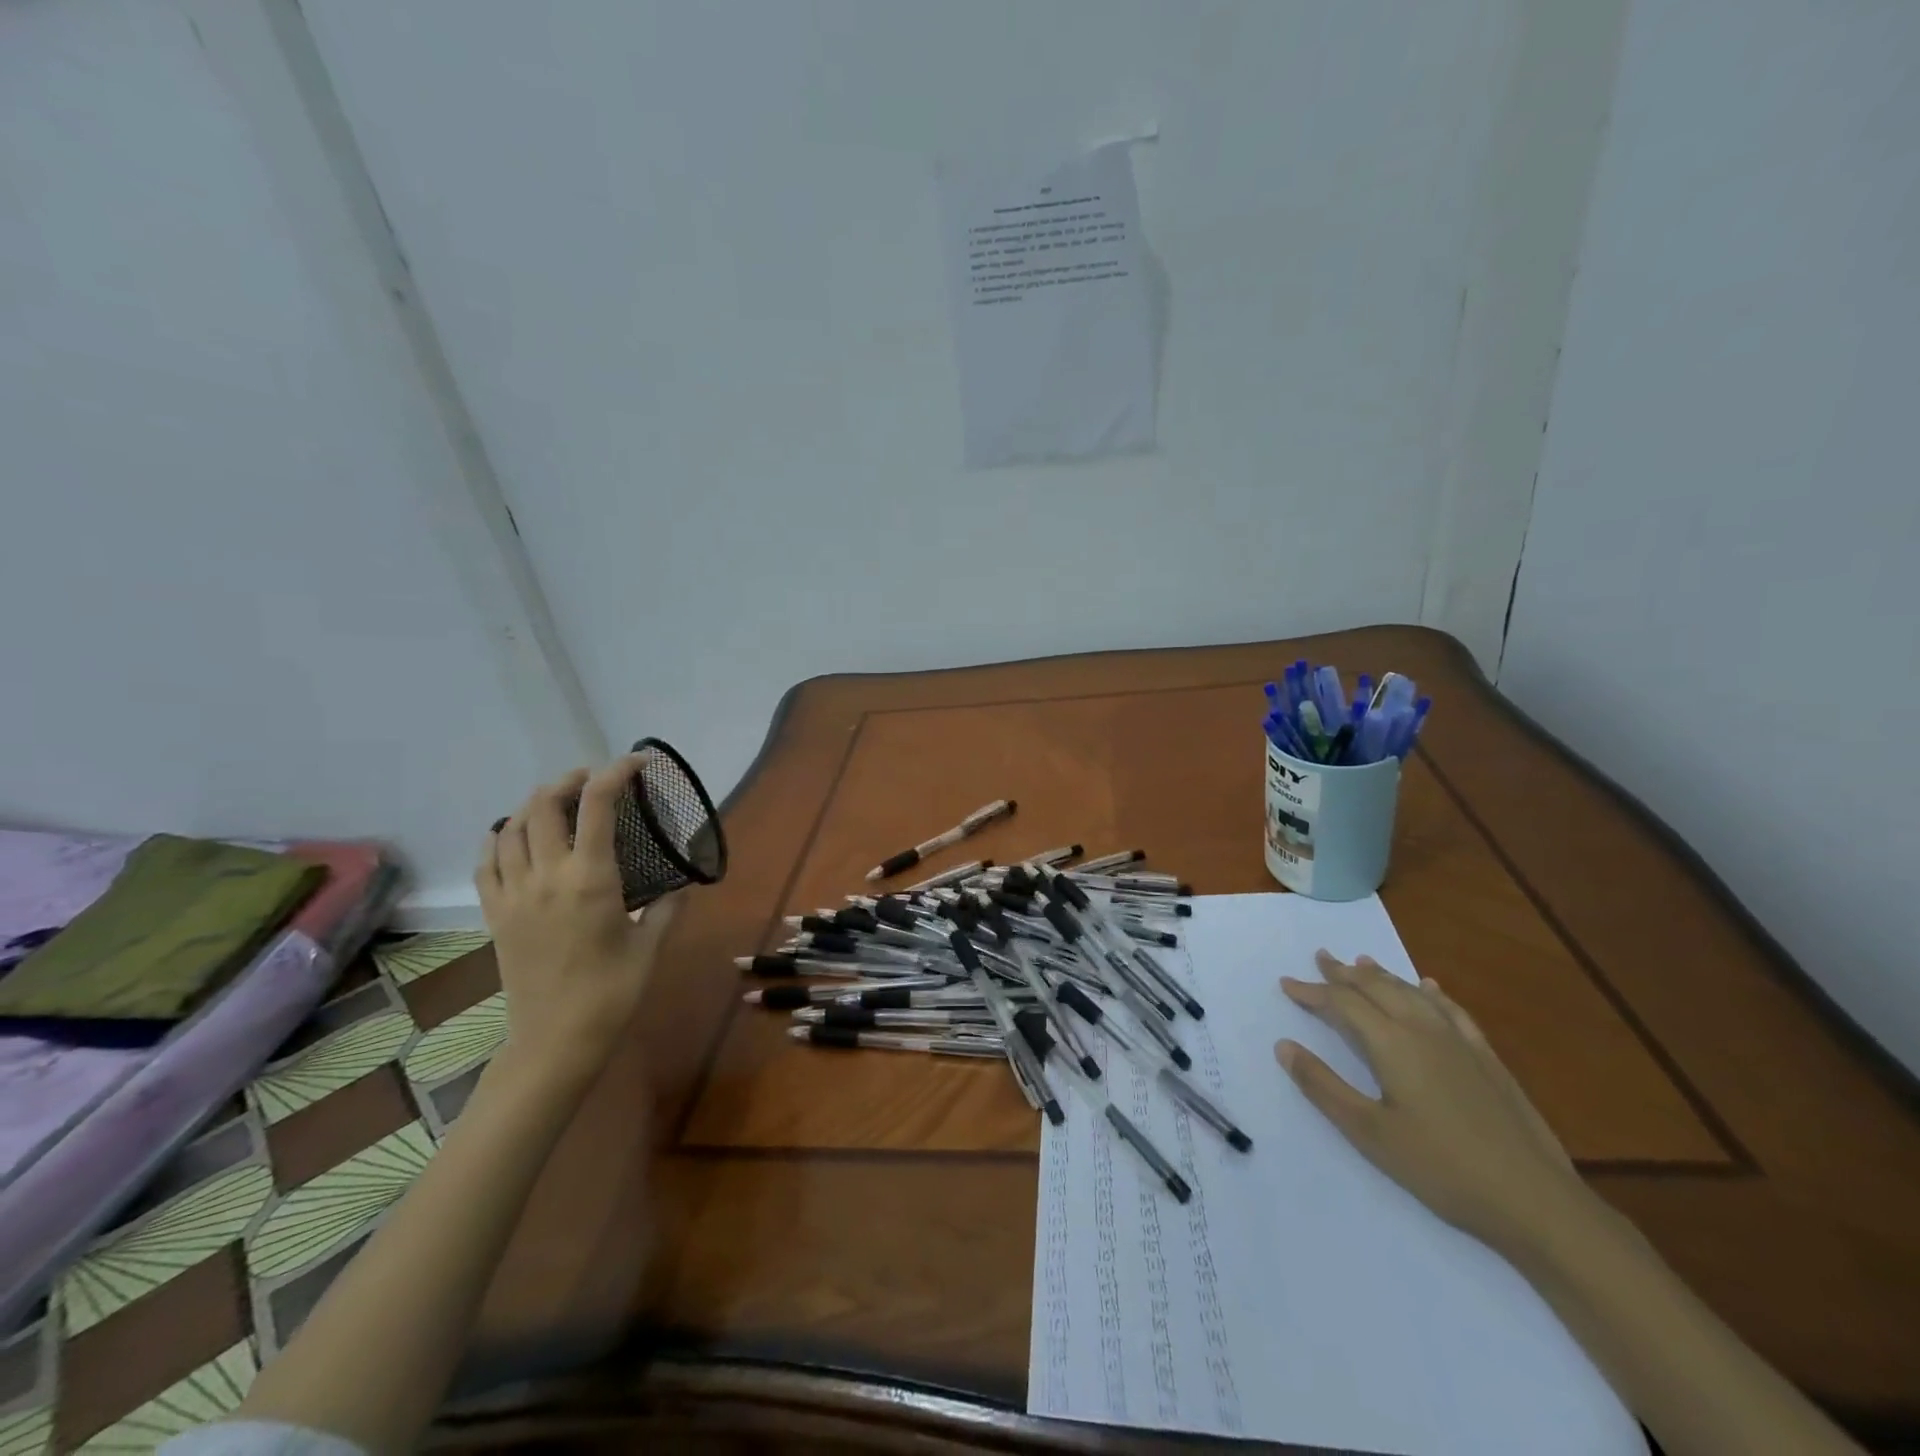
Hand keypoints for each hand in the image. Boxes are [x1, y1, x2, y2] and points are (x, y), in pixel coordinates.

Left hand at [476, 752, 679, 1084]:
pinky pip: (487, 861)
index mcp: (590, 878)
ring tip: (558, 802)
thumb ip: (667, 906)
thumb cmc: (613, 992)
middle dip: (570, 780)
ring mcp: (513, 894)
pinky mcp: (495, 914)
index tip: (638, 762)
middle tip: (595, 779)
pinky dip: (499, 838)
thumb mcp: (650, 944)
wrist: (555, 1041)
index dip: (617, 772)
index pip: (598, 805)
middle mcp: (546, 876)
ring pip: (510, 826)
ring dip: (534, 803)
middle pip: (543, 804)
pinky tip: (514, 837)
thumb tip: (681, 884)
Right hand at [1276, 951, 1595, 1258]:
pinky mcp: (1487, 1059)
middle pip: (1378, 988)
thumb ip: (1323, 1086)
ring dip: (1382, 976)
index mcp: (1392, 1044)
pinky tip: (1429, 988)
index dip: (1312, 991)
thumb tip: (1284, 1046)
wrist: (1537, 1202)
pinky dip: (1431, 993)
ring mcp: (1460, 1043)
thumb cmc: (1442, 1168)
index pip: (1343, 1003)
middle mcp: (1423, 1030)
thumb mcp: (1369, 1133)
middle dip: (1345, 972)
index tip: (1286, 984)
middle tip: (1321, 957)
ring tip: (1362, 962)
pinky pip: (1452, 1011)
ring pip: (1412, 993)